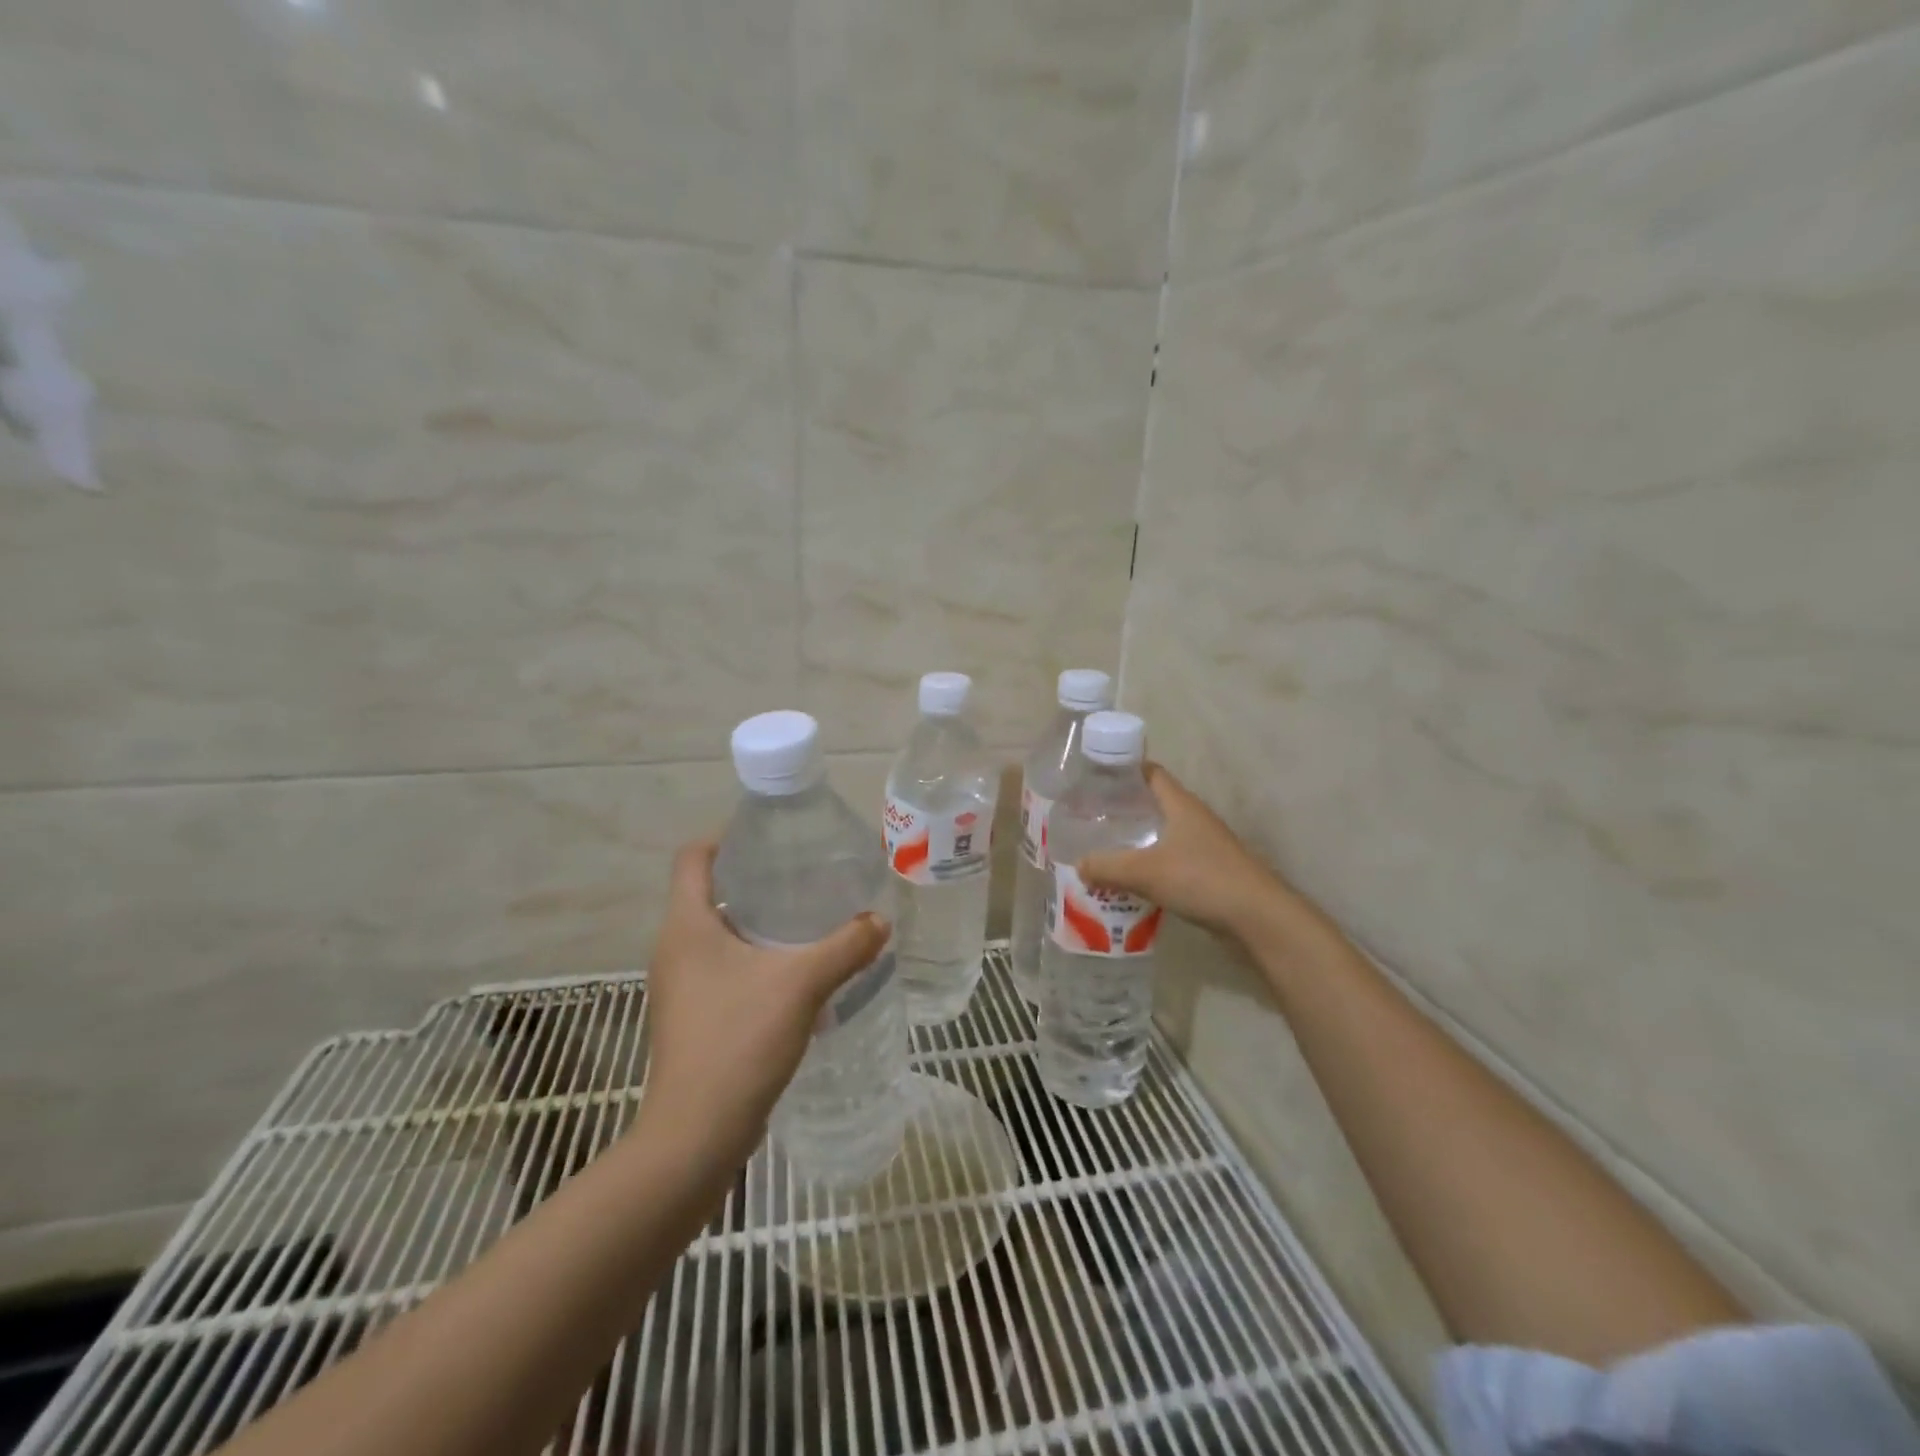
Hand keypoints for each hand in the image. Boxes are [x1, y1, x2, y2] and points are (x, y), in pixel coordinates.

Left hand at [636, 841, 889, 1164]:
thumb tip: (880, 921)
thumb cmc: (738, 1041)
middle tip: (808, 877)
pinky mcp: (695, 1018)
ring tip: (812, 922)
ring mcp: (682, 987)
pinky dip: (758, 962)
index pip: (694, 857)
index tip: (774, 837)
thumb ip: (845, 946)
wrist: (696, 1136)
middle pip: (711, 893)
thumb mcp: (801, 984)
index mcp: (686, 926)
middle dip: (758, 881)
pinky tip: (799, 975)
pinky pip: (726, 971)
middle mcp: (675, 950)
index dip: (728, 838)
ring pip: (721, 936)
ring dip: (761, 925)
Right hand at [1076, 763, 1287, 936]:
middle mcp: (1193, 818)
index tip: (1096, 778)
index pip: (1150, 773)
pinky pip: (1171, 860)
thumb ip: (1107, 866)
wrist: (1257, 917)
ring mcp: (1204, 845)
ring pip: (1163, 834)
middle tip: (1091, 817)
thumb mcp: (1145, 871)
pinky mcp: (1209, 871)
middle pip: (1155, 803)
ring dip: (1137, 839)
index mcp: (1180, 804)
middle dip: (1124, 808)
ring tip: (1104, 848)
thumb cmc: (1201, 878)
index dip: (1124, 770)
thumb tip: (1078, 864)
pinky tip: (1130, 880)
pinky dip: (1150, 864)